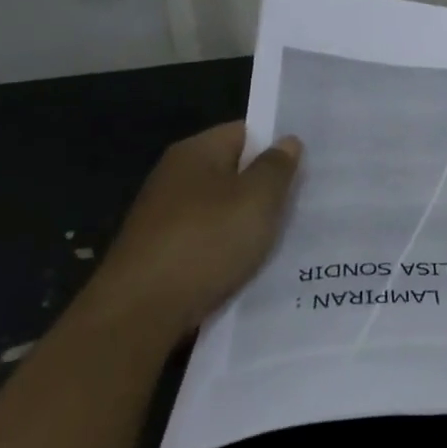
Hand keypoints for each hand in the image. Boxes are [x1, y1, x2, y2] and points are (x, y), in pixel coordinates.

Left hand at [77, 122, 302, 345]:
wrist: (137, 315)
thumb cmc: (205, 242)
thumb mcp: (257, 198)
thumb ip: (277, 166)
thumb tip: (287, 142)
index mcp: (195, 152)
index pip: (246, 132)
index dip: (277, 145)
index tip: (309, 164)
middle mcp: (175, 177)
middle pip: (234, 171)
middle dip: (266, 187)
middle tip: (306, 200)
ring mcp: (164, 218)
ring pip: (223, 210)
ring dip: (249, 223)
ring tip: (286, 236)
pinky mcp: (161, 255)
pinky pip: (208, 242)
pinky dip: (229, 251)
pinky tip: (252, 266)